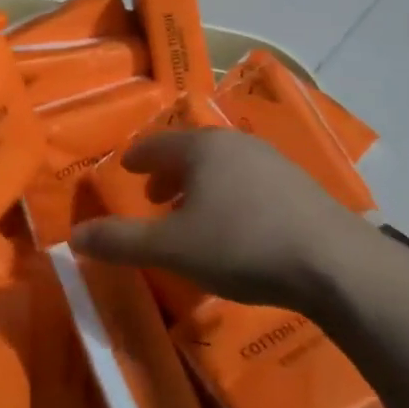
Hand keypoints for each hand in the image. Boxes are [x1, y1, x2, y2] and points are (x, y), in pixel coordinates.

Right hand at [70, 128, 388, 311]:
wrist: (334, 264)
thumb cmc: (240, 245)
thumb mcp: (171, 248)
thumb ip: (120, 241)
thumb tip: (75, 236)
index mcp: (202, 148)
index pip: (158, 143)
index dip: (138, 156)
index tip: (126, 167)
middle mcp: (237, 144)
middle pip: (192, 151)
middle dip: (169, 172)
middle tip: (154, 195)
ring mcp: (274, 162)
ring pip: (223, 166)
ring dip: (200, 185)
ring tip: (192, 212)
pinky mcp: (301, 187)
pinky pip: (250, 182)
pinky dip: (230, 195)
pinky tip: (236, 225)